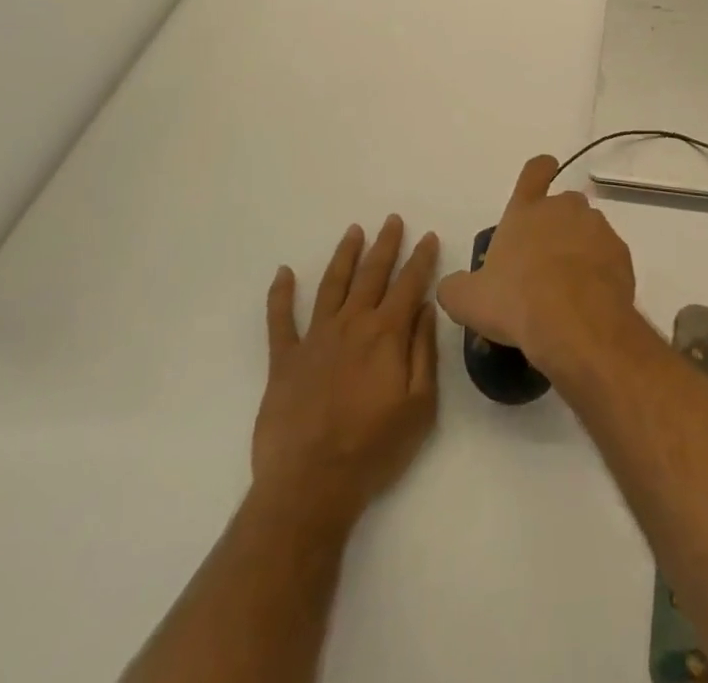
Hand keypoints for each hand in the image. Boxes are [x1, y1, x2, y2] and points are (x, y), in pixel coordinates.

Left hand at [251, 216, 440, 528]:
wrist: (310, 486)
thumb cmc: (373, 448)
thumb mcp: (419, 405)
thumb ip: (423, 352)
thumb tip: (426, 308)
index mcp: (386, 334)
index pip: (409, 284)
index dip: (420, 258)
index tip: (427, 236)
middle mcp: (351, 325)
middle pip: (371, 274)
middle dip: (385, 245)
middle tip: (391, 220)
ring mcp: (315, 339)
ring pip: (331, 285)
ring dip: (344, 256)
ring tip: (353, 231)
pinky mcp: (284, 360)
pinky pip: (280, 320)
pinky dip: (280, 294)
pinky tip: (283, 273)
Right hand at [437, 155, 636, 371]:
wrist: (576, 324)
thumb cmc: (516, 301)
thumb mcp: (469, 300)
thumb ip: (455, 288)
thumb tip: (450, 286)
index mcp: (526, 211)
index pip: (535, 171)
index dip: (540, 170)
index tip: (544, 173)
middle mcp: (564, 209)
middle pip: (564, 204)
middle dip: (556, 225)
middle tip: (543, 261)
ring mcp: (597, 229)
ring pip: (588, 230)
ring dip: (579, 248)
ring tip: (567, 287)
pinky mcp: (621, 254)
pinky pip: (608, 256)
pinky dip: (600, 271)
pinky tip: (588, 300)